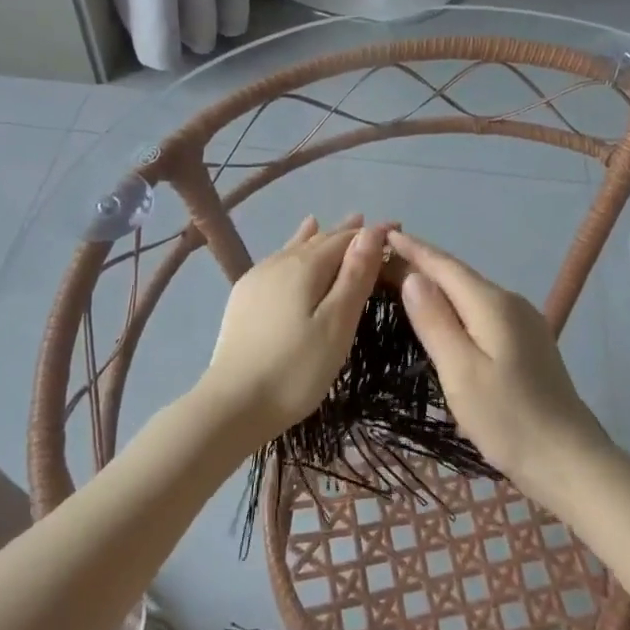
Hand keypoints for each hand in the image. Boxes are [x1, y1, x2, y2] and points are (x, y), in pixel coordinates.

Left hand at [196, 215, 389, 444]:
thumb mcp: (336, 324)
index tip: (397, 229)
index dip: (371, 233)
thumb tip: (371, 230)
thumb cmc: (295, 369)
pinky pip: (278, 260)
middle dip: (349, 234)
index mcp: (305, 266)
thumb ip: (355, 276)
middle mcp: (279, 262)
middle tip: (375, 229)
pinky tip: (293, 248)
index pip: (345, 239)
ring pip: (297, 248)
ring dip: (322, 238)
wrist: (232, 404)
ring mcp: (257, 278)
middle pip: (320, 240)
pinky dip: (296, 248)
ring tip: (340, 225)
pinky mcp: (244, 297)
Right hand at [390, 230, 612, 503]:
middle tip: (381, 263)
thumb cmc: (509, 419)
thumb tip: (413, 276)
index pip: (444, 266)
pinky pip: (482, 312)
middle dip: (421, 265)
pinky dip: (456, 306)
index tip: (383, 235)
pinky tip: (443, 318)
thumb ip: (435, 321)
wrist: (570, 461)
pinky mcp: (527, 343)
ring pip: (471, 294)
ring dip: (438, 286)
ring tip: (403, 285)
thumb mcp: (461, 372)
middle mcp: (510, 303)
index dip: (413, 249)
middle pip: (458, 276)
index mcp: (492, 304)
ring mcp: (523, 323)